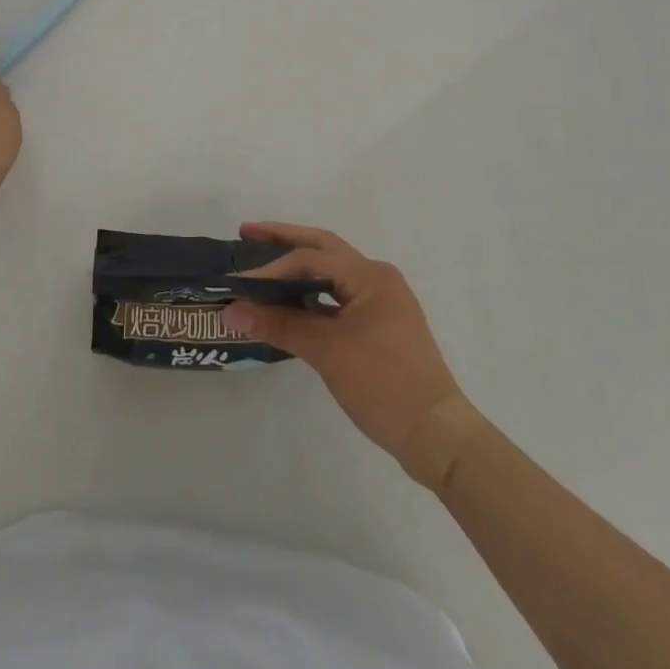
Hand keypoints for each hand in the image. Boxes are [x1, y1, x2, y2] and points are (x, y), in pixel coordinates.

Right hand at [222, 222, 462, 459]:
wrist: (437, 436)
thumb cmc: (384, 384)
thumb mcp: (327, 352)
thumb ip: (279, 325)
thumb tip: (232, 312)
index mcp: (370, 275)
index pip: (311, 259)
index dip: (272, 268)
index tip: (239, 282)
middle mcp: (378, 278)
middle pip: (323, 248)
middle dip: (285, 240)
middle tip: (247, 232)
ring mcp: (382, 301)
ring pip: (332, 272)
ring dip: (299, 266)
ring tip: (264, 263)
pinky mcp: (381, 324)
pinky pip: (339, 296)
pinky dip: (312, 294)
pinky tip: (290, 303)